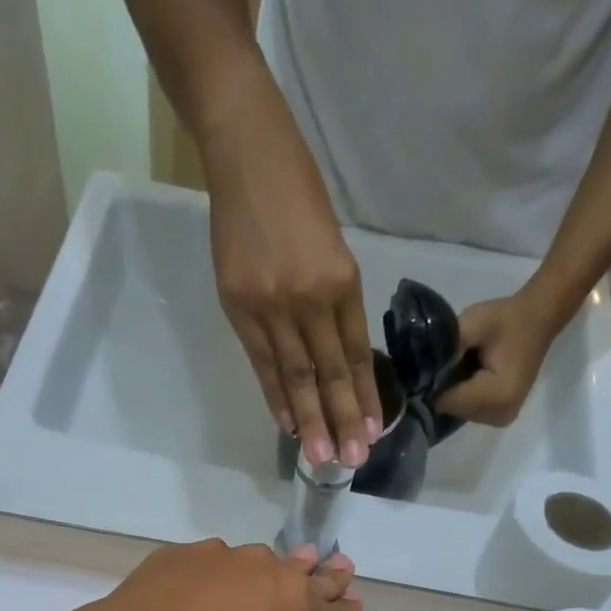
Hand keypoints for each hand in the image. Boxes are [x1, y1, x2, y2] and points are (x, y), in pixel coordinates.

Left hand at [54, 539, 359, 610]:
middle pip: (300, 572)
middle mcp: (258, 570)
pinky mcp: (174, 557)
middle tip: (340, 566)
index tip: (355, 604)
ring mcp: (214, 558)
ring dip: (269, 570)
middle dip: (322, 574)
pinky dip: (215, 576)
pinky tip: (204, 589)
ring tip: (276, 572)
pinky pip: (207, 564)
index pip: (327, 608)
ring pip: (253, 561)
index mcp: (287, 604)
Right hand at [199, 74, 383, 470]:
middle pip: (329, 373)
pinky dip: (275, 395)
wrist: (244, 149)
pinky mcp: (238, 306)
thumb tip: (334, 355)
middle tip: (352, 461)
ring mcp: (271, 304)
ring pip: (296, 375)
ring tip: (320, 456)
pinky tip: (286, 423)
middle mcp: (309, 298)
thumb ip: (332, 299)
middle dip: (343, 420)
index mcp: (340, 280)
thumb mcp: (330, 243)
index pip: (355, 354)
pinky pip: (262, 362)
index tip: (373, 432)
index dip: (365, 396)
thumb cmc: (295, 189)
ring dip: (310, 420)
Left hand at [434, 290, 561, 427]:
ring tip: (462, 366)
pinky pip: (469, 410)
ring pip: (458, 411)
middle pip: (452, 409)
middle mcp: (500, 415)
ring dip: (454, 392)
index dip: (434, 382)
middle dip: (444, 388)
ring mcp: (501, 419)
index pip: (447, 401)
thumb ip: (447, 346)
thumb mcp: (474, 322)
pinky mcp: (500, 417)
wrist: (537, 321)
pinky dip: (463, 396)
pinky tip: (469, 377)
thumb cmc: (506, 320)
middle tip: (451, 361)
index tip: (432, 364)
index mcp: (497, 395)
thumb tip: (421, 368)